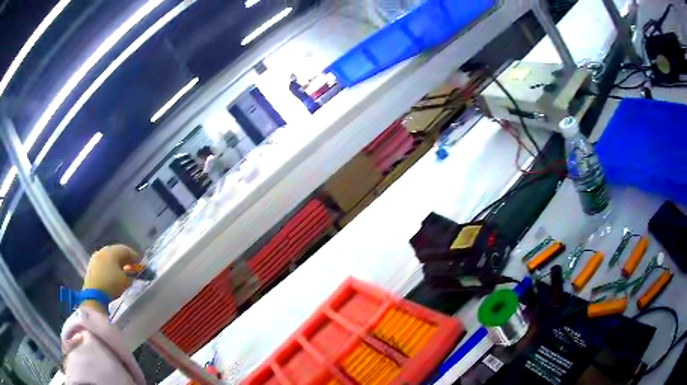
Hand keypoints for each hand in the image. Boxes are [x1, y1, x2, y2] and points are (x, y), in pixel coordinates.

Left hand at [82, 245, 139, 312]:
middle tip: (132, 268)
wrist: (93, 293)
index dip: (135, 256)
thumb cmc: (112, 284)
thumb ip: (131, 276)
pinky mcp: (91, 266)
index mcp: (112, 251)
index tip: (141, 263)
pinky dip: (109, 268)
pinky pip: (103, 264)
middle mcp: (103, 250)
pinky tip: (112, 276)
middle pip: (117, 252)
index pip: (126, 250)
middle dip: (125, 260)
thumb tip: (133, 274)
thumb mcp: (126, 282)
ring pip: (109, 258)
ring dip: (116, 264)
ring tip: (123, 273)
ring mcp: (96, 257)